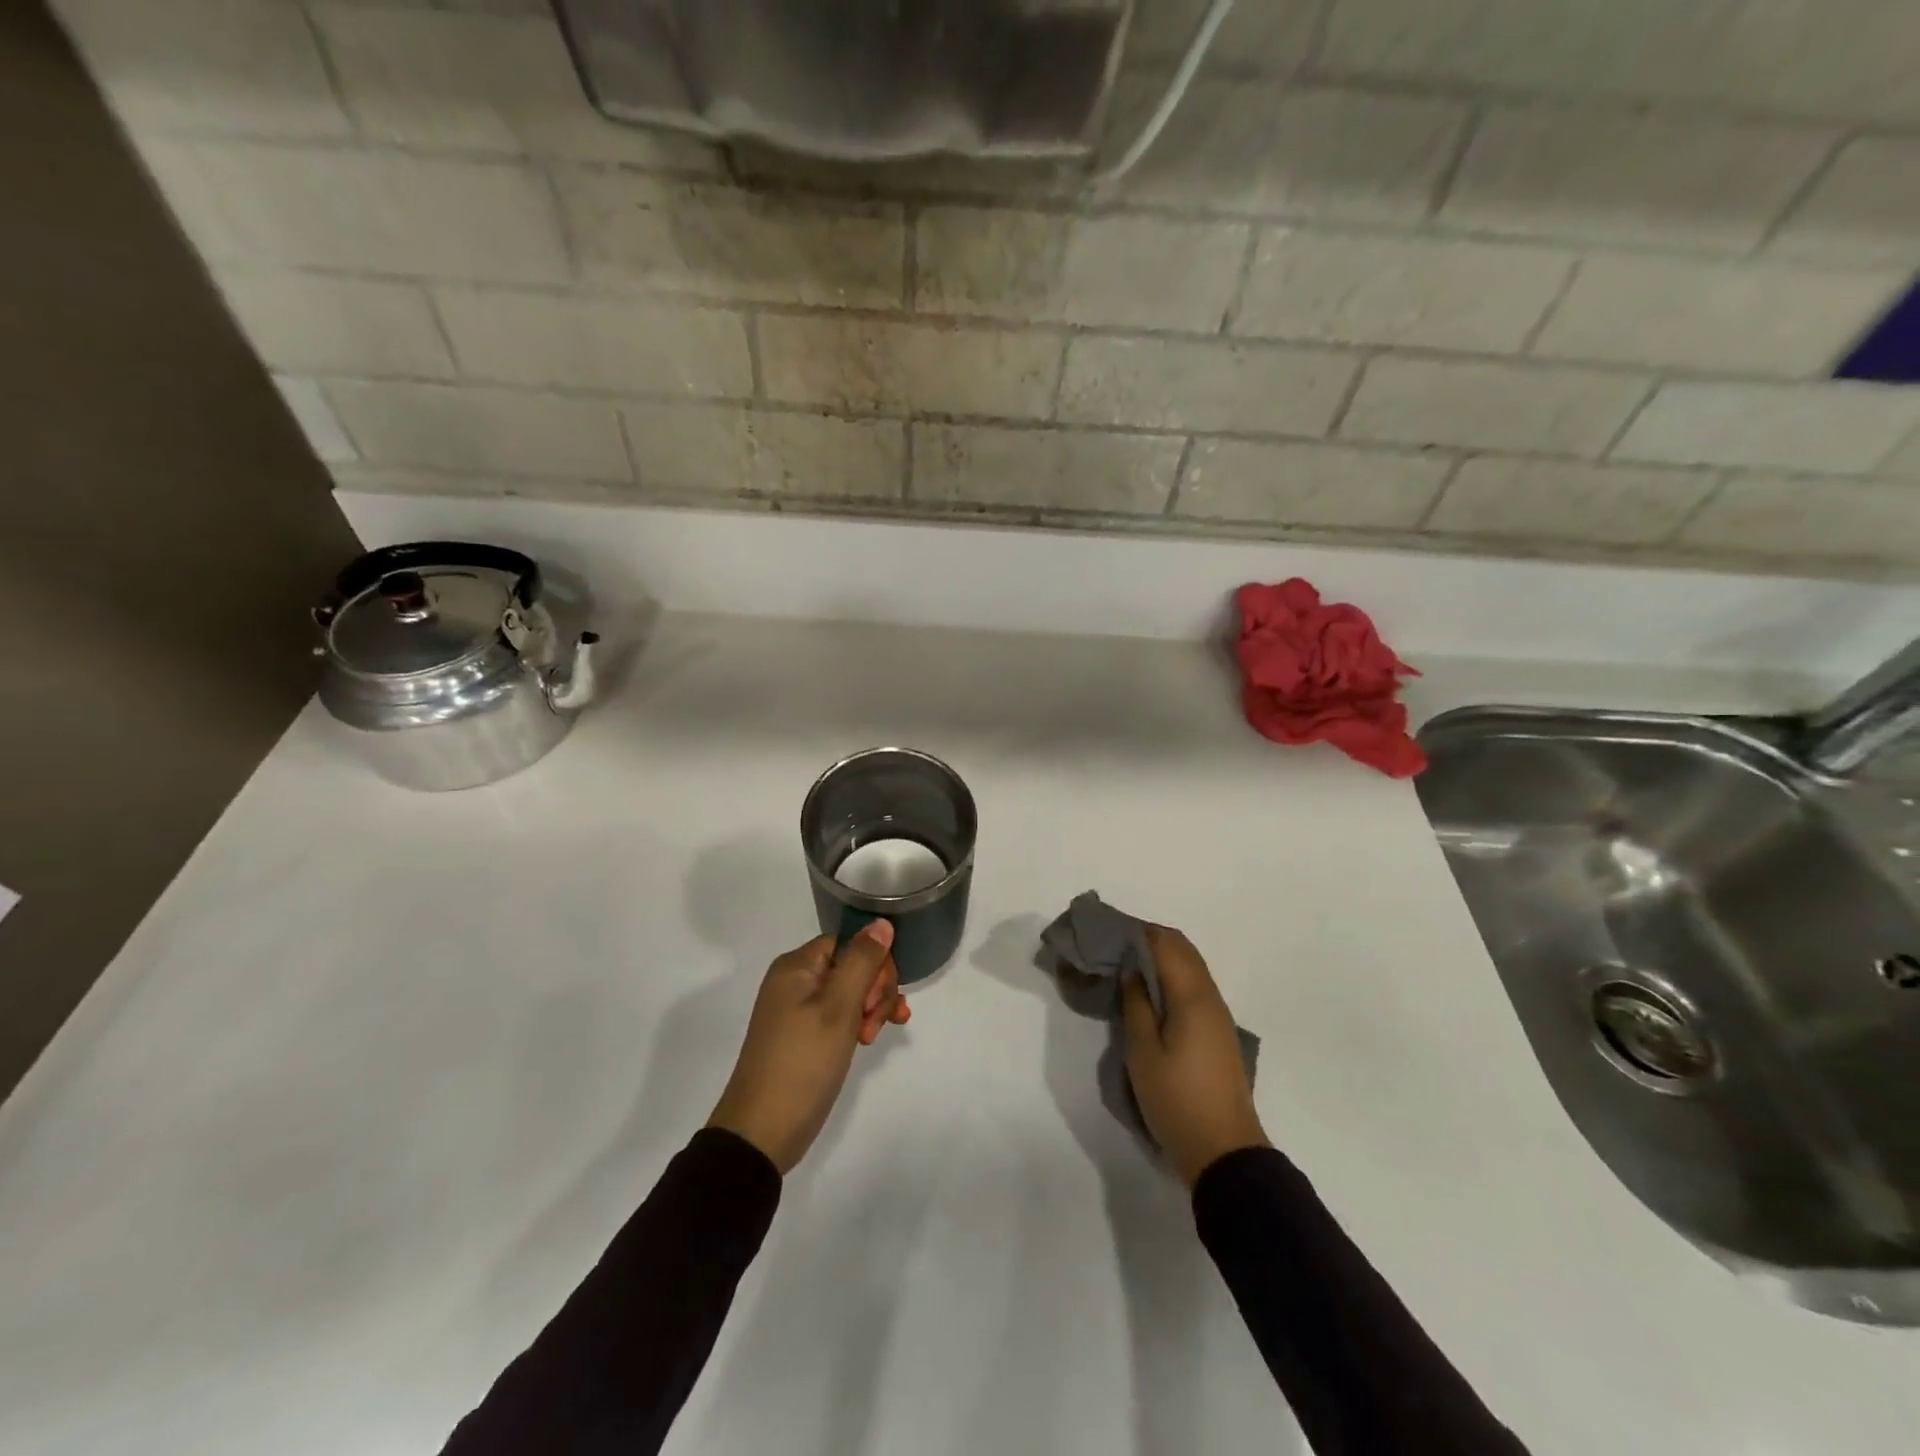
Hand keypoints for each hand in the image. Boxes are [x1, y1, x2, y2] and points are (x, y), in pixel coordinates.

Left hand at [706, 920, 911, 1174]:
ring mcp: (798, 1010)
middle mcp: (795, 981)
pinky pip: (840, 1014)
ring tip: (872, 1038)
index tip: (879, 997)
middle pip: (852, 965)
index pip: (849, 942)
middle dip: (874, 989)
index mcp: (797, 966)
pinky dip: (859, 1022)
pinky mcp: (804, 1036)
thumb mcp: (838, 1008)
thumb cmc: (802, 1062)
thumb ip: (862, 961)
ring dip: (871, 1008)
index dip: (873, 964)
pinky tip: (872, 1037)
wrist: (762, 1132)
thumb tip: (881, 922)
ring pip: (851, 992)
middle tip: (873, 1023)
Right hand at [1120, 926, 1268, 1188]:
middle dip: (1151, 940)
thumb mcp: (1142, 1053)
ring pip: (1192, 967)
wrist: (1224, 1151)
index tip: (1110, 936)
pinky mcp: (1219, 1032)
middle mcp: (1210, 996)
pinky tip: (1153, 994)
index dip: (1138, 933)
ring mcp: (1219, 1014)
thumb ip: (1135, 1004)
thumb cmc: (1176, 1100)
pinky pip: (1196, 986)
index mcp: (1192, 996)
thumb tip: (1131, 970)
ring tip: (1129, 969)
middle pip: (1183, 949)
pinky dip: (1174, 977)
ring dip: (1163, 958)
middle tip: (1116, 950)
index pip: (1166, 944)